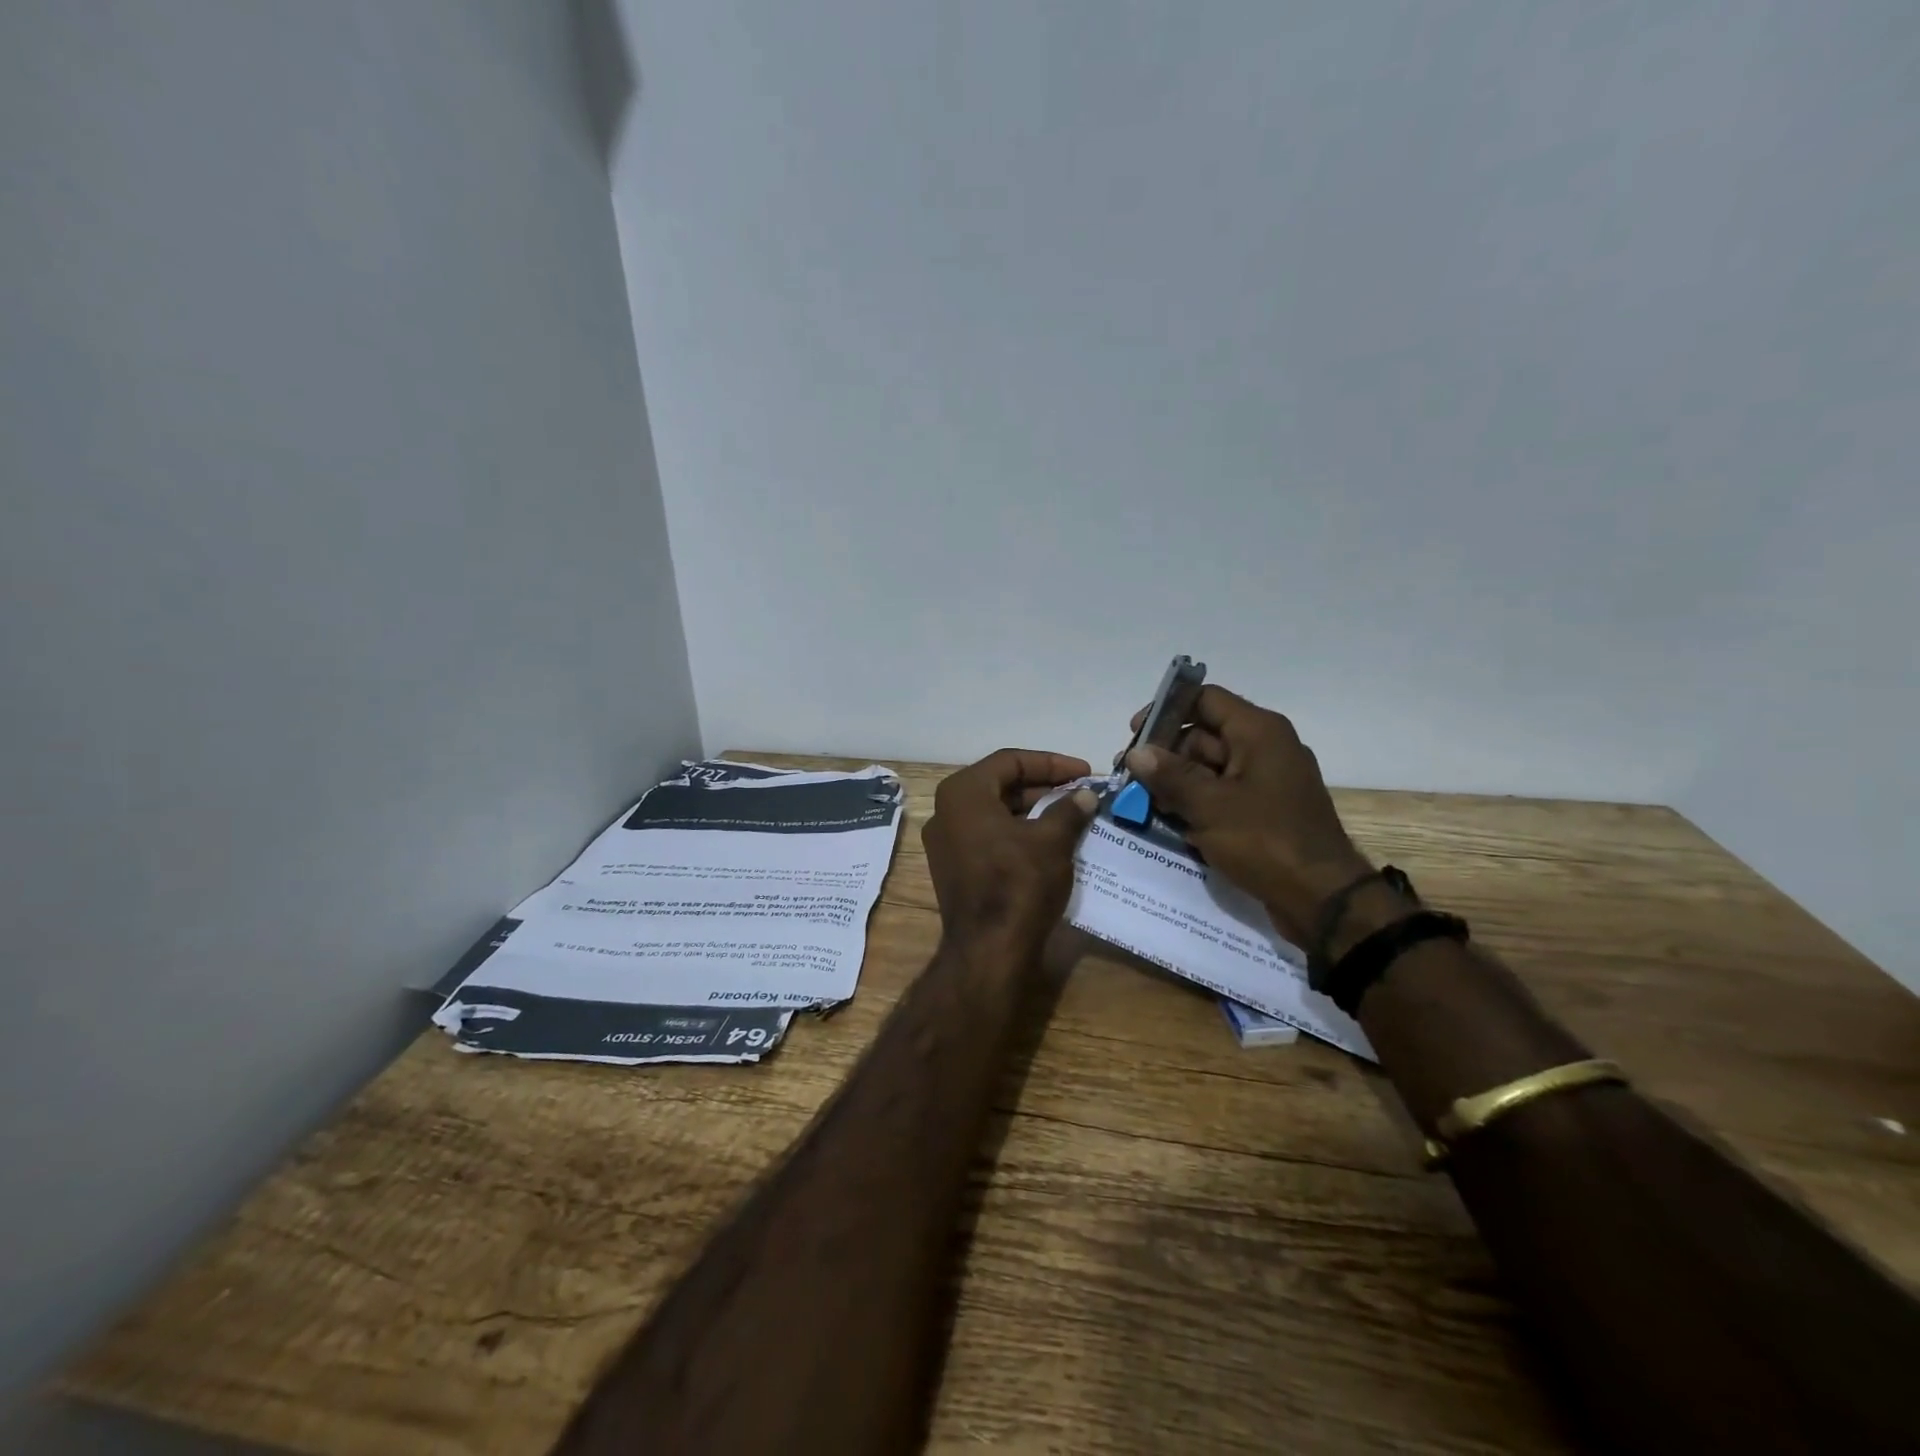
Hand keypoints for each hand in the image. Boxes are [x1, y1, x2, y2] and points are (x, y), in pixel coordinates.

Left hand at [923, 749, 1097, 953]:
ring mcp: (946, 843)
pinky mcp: (955, 869)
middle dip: (1043, 787)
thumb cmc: (1018, 883)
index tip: (1085, 773)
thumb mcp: (1051, 840)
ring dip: (1034, 811)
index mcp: (962, 793)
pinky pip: (989, 837)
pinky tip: (1051, 841)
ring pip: (996, 813)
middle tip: (1081, 793)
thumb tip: (1086, 796)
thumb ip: (1069, 810)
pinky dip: (1019, 833)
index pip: (1010, 761)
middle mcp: (946, 812)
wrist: (989, 950)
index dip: (1052, 763)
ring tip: (1073, 816)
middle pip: (1000, 785)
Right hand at [1122, 687, 1373, 942]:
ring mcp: (1265, 781)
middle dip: (1164, 755)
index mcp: (1258, 733)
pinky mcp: (1263, 811)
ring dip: (1175, 783)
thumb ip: (1169, 776)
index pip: (1204, 700)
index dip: (1166, 711)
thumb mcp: (1210, 806)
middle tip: (1130, 779)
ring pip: (1208, 769)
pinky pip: (1221, 795)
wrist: (1324, 900)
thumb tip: (1136, 753)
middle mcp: (1264, 748)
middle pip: (1202, 736)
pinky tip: (1167, 821)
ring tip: (1141, 803)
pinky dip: (1195, 804)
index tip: (1134, 735)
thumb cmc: (1266, 842)